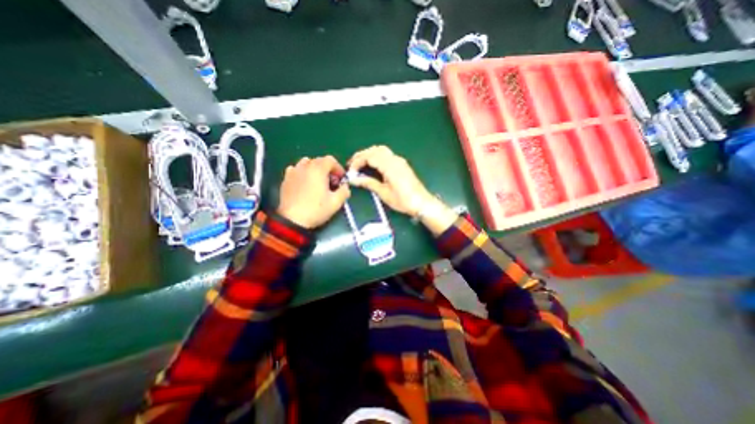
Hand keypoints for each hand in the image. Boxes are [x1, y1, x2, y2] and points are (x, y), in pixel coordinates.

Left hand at [276, 155, 350, 228]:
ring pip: (306, 163)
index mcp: (318, 169)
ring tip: (318, 182)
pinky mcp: (286, 179)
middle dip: (328, 169)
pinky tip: (304, 183)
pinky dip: (302, 172)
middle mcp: (305, 166)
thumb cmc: (316, 210)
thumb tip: (345, 186)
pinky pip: (295, 169)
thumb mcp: (336, 203)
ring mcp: (293, 172)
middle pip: (319, 160)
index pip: (330, 160)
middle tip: (331, 183)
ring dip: (315, 169)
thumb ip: (344, 191)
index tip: (341, 179)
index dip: (338, 168)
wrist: (293, 220)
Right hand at [346, 146, 432, 218]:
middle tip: (351, 164)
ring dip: (369, 154)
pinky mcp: (402, 164)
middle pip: (375, 150)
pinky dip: (376, 156)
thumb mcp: (384, 193)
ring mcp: (399, 161)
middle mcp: (395, 159)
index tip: (351, 171)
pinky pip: (387, 154)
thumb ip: (369, 183)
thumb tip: (354, 179)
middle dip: (362, 155)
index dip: (358, 162)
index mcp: (390, 166)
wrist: (421, 203)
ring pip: (381, 150)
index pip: (370, 157)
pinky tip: (372, 164)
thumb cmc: (403, 200)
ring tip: (360, 163)